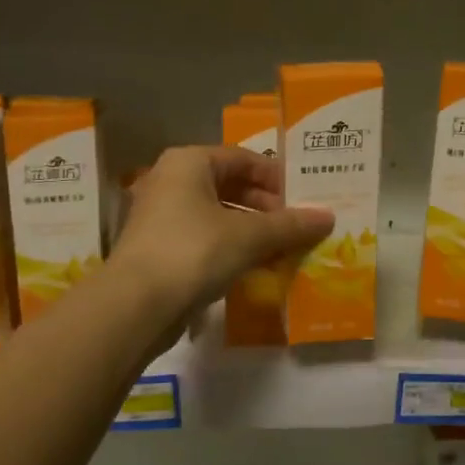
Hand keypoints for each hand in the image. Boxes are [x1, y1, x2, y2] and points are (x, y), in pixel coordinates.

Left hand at [112, 146, 333, 317]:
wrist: (136, 305)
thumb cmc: (194, 252)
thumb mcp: (249, 236)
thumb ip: (289, 225)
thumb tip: (328, 217)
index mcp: (189, 163)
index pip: (243, 159)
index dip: (277, 179)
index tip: (305, 201)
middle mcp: (171, 181)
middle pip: (230, 186)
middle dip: (266, 209)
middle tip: (297, 229)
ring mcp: (160, 217)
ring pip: (217, 216)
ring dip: (251, 232)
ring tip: (282, 251)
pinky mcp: (158, 249)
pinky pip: (204, 240)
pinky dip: (230, 250)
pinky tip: (254, 270)